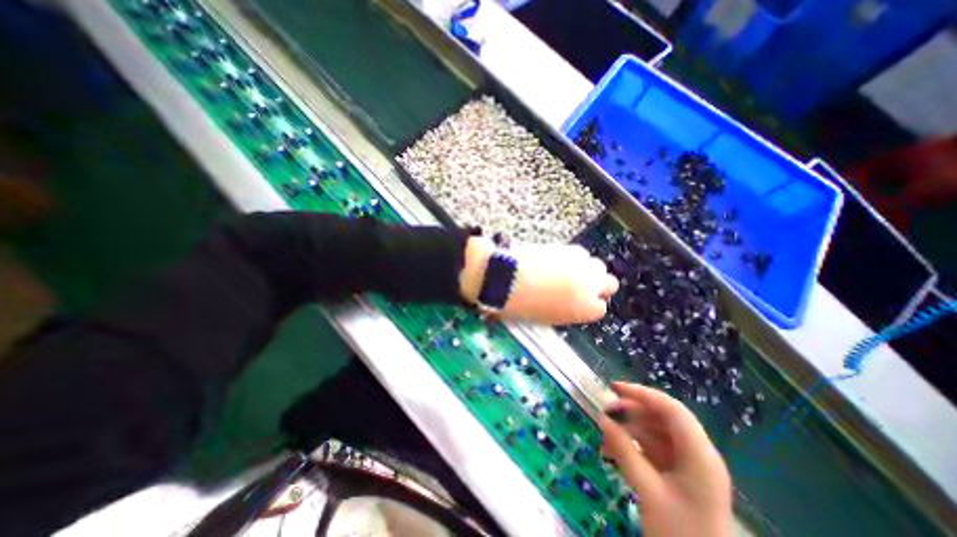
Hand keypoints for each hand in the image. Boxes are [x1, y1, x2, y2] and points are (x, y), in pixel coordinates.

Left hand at [457, 238, 620, 324]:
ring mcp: (581, 264)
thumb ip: (567, 310)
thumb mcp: (548, 317)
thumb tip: (569, 303)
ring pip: (596, 265)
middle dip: (597, 285)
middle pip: (609, 283)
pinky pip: (580, 253)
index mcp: (584, 309)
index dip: (589, 304)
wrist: (505, 278)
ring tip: (567, 272)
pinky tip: (557, 261)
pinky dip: (573, 258)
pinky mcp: (568, 248)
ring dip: (586, 269)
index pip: (600, 308)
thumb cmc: (521, 304)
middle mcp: (589, 285)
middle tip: (580, 286)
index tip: (581, 302)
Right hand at [595, 381, 734, 536]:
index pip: (672, 410)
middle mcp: (697, 454)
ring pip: (656, 432)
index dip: (643, 394)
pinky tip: (614, 451)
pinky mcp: (680, 475)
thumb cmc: (680, 535)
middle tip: (606, 414)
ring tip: (605, 436)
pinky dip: (634, 446)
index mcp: (700, 456)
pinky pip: (654, 449)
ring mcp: (689, 465)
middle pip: (663, 418)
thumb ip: (624, 451)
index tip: (615, 388)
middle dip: (632, 413)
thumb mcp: (648, 491)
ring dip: (630, 430)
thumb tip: (603, 419)